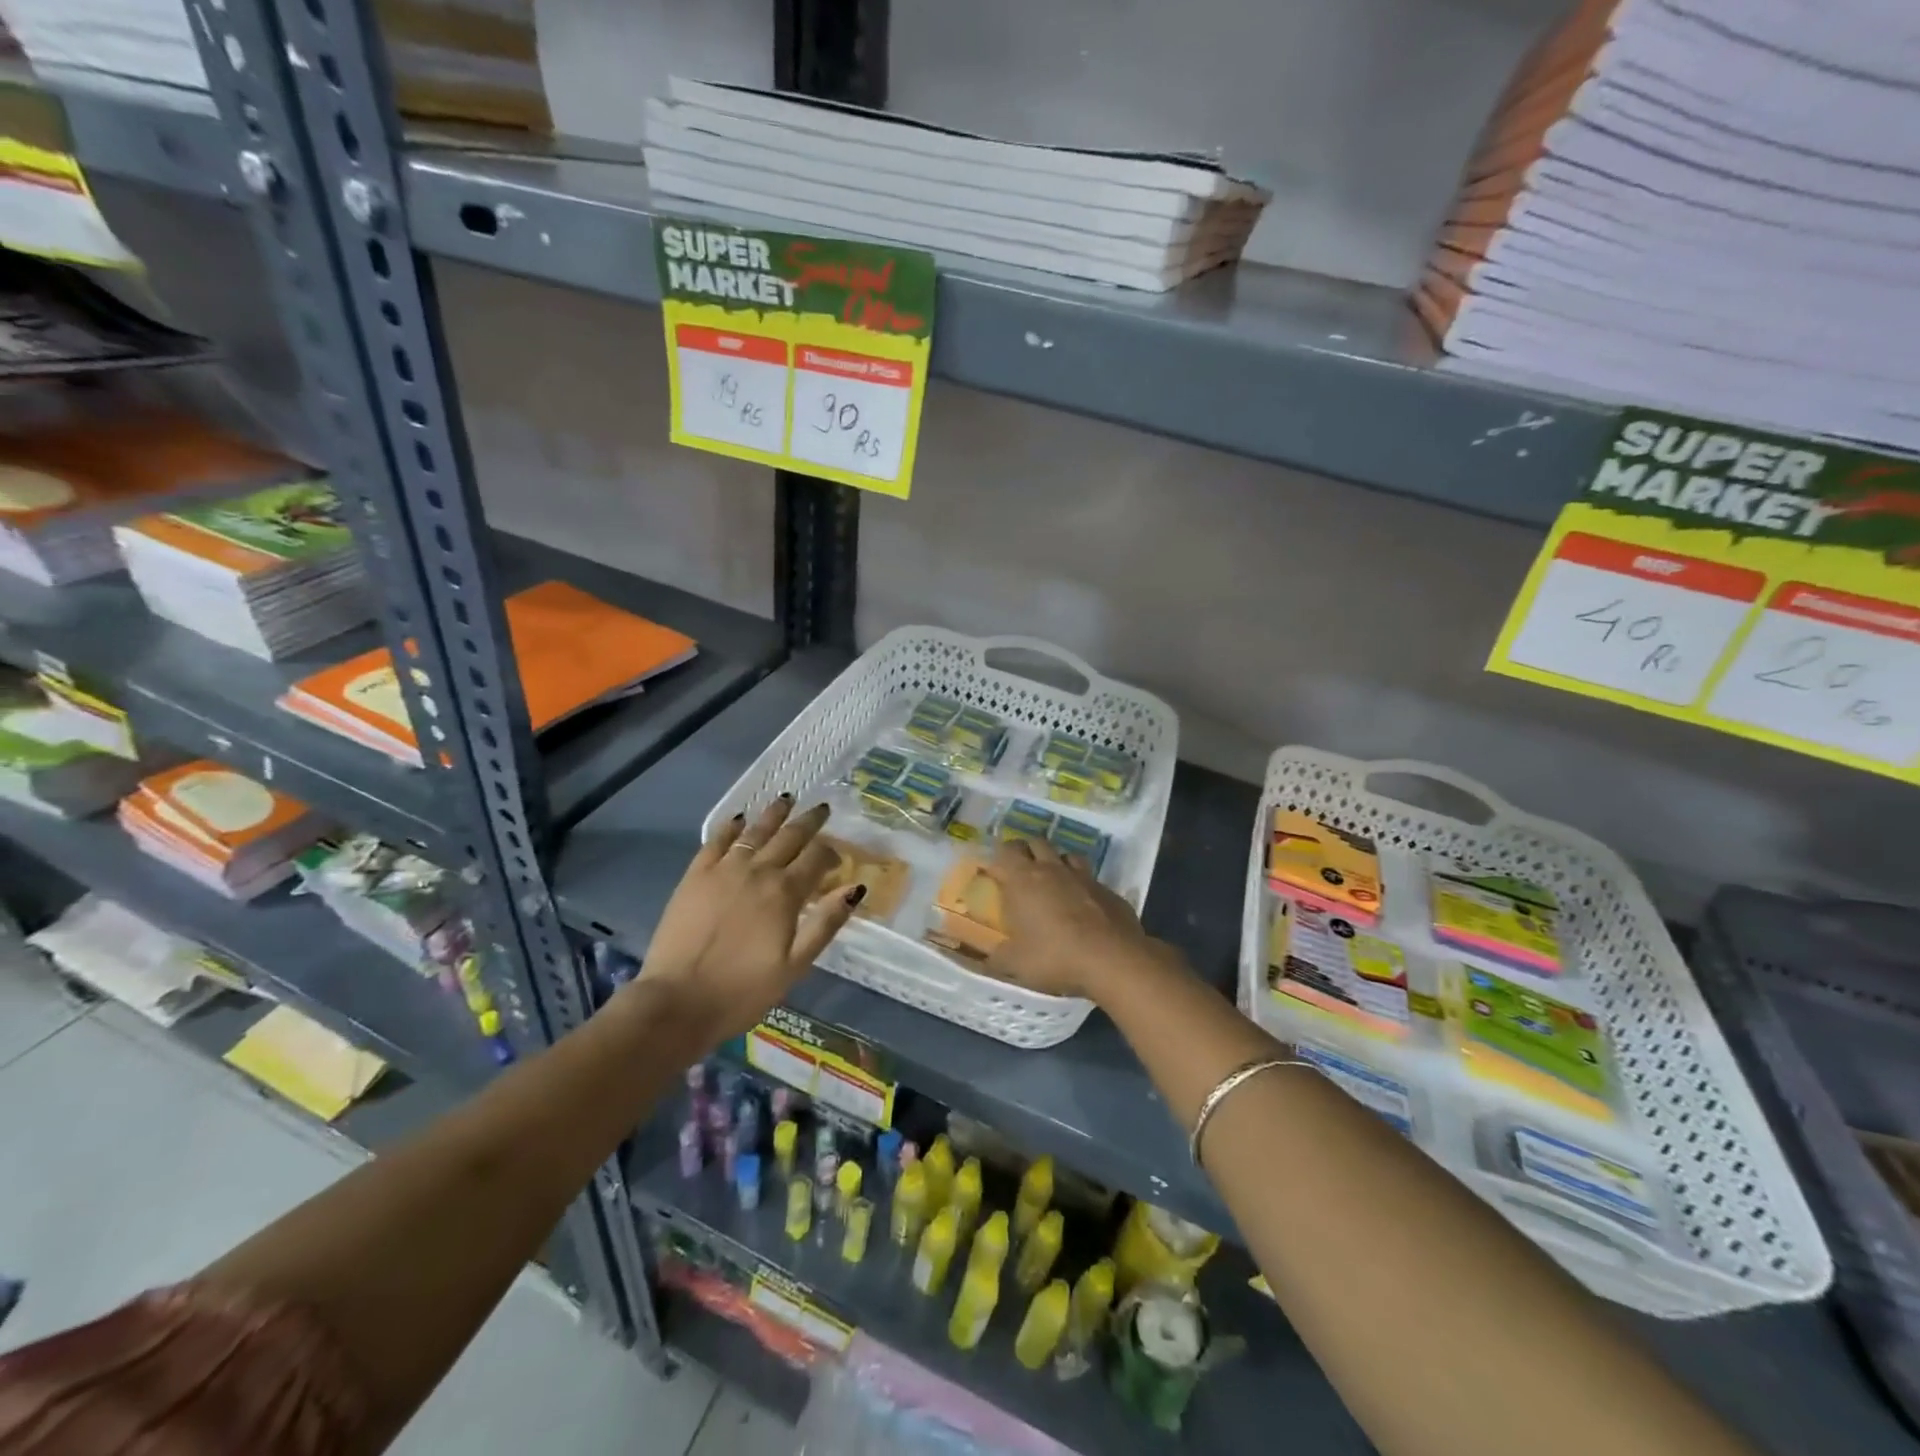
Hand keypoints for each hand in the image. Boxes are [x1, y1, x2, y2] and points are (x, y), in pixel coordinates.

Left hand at [636, 797, 861, 1043]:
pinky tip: (740, 819)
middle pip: (789, 837)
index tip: (837, 858)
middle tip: (822, 808)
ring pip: (755, 831)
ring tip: (787, 800)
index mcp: (785, 894)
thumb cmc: (743, 990)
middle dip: (809, 822)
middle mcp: (758, 872)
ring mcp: (723, 870)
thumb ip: (825, 923)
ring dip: (774, 814)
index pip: (816, 858)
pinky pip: (717, 841)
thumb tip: (855, 888)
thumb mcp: (795, 965)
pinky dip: (731, 827)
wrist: (678, 1001)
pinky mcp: (695, 875)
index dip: (831, 854)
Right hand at [984, 837, 1167, 1000]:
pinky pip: (1090, 878)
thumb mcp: (1015, 965)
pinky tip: (1083, 906)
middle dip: (1027, 851)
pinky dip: (1082, 886)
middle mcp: (1052, 869)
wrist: (1113, 960)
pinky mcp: (1108, 890)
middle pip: (1036, 842)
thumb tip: (983, 961)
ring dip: (1057, 862)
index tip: (997, 870)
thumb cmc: (1054, 957)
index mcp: (1023, 879)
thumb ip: (996, 959)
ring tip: (1053, 882)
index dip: (1000, 856)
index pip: (1006, 850)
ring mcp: (1084, 876)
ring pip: (1066, 855)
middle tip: (1022, 872)